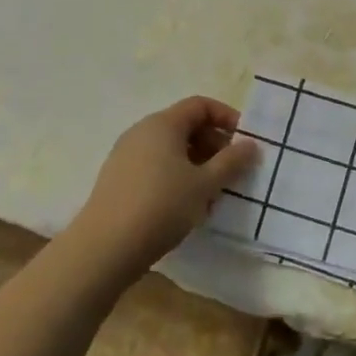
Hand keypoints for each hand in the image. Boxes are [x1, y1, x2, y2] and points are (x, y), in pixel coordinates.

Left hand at [70, 97, 259, 280]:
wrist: (103, 249)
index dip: (226, 118)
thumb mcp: (204, 185)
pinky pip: (155, 166)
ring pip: (171, 150)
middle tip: (232, 171)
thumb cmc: (161, 206)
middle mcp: (142, 132)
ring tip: (211, 194)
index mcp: (163, 124)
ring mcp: (126, 156)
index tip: (244, 141)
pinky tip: (185, 207)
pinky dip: (176, 177)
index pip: (200, 105)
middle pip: (185, 126)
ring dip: (197, 165)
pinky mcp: (117, 179)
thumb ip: (231, 162)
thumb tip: (251, 145)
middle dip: (214, 145)